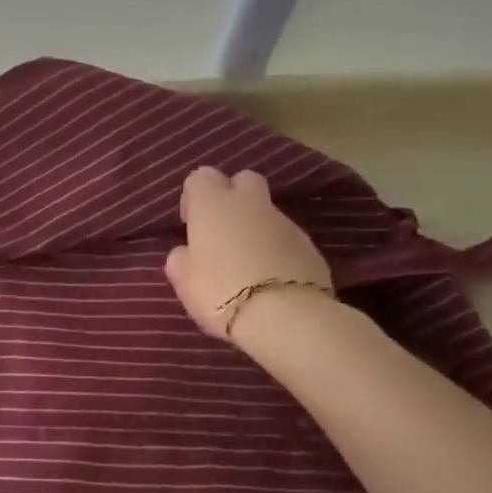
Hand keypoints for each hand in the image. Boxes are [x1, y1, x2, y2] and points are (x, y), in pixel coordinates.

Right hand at [165, 167, 331, 345]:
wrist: (284, 316)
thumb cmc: (220, 292)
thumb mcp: (183, 280)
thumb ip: (181, 259)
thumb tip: (186, 252)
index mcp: (212, 204)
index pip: (201, 177)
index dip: (195, 197)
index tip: (192, 223)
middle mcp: (249, 203)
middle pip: (243, 180)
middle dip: (233, 197)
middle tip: (223, 231)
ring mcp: (284, 221)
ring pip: (266, 211)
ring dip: (256, 227)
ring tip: (247, 263)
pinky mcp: (310, 244)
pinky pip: (286, 237)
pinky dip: (277, 248)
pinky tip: (270, 277)